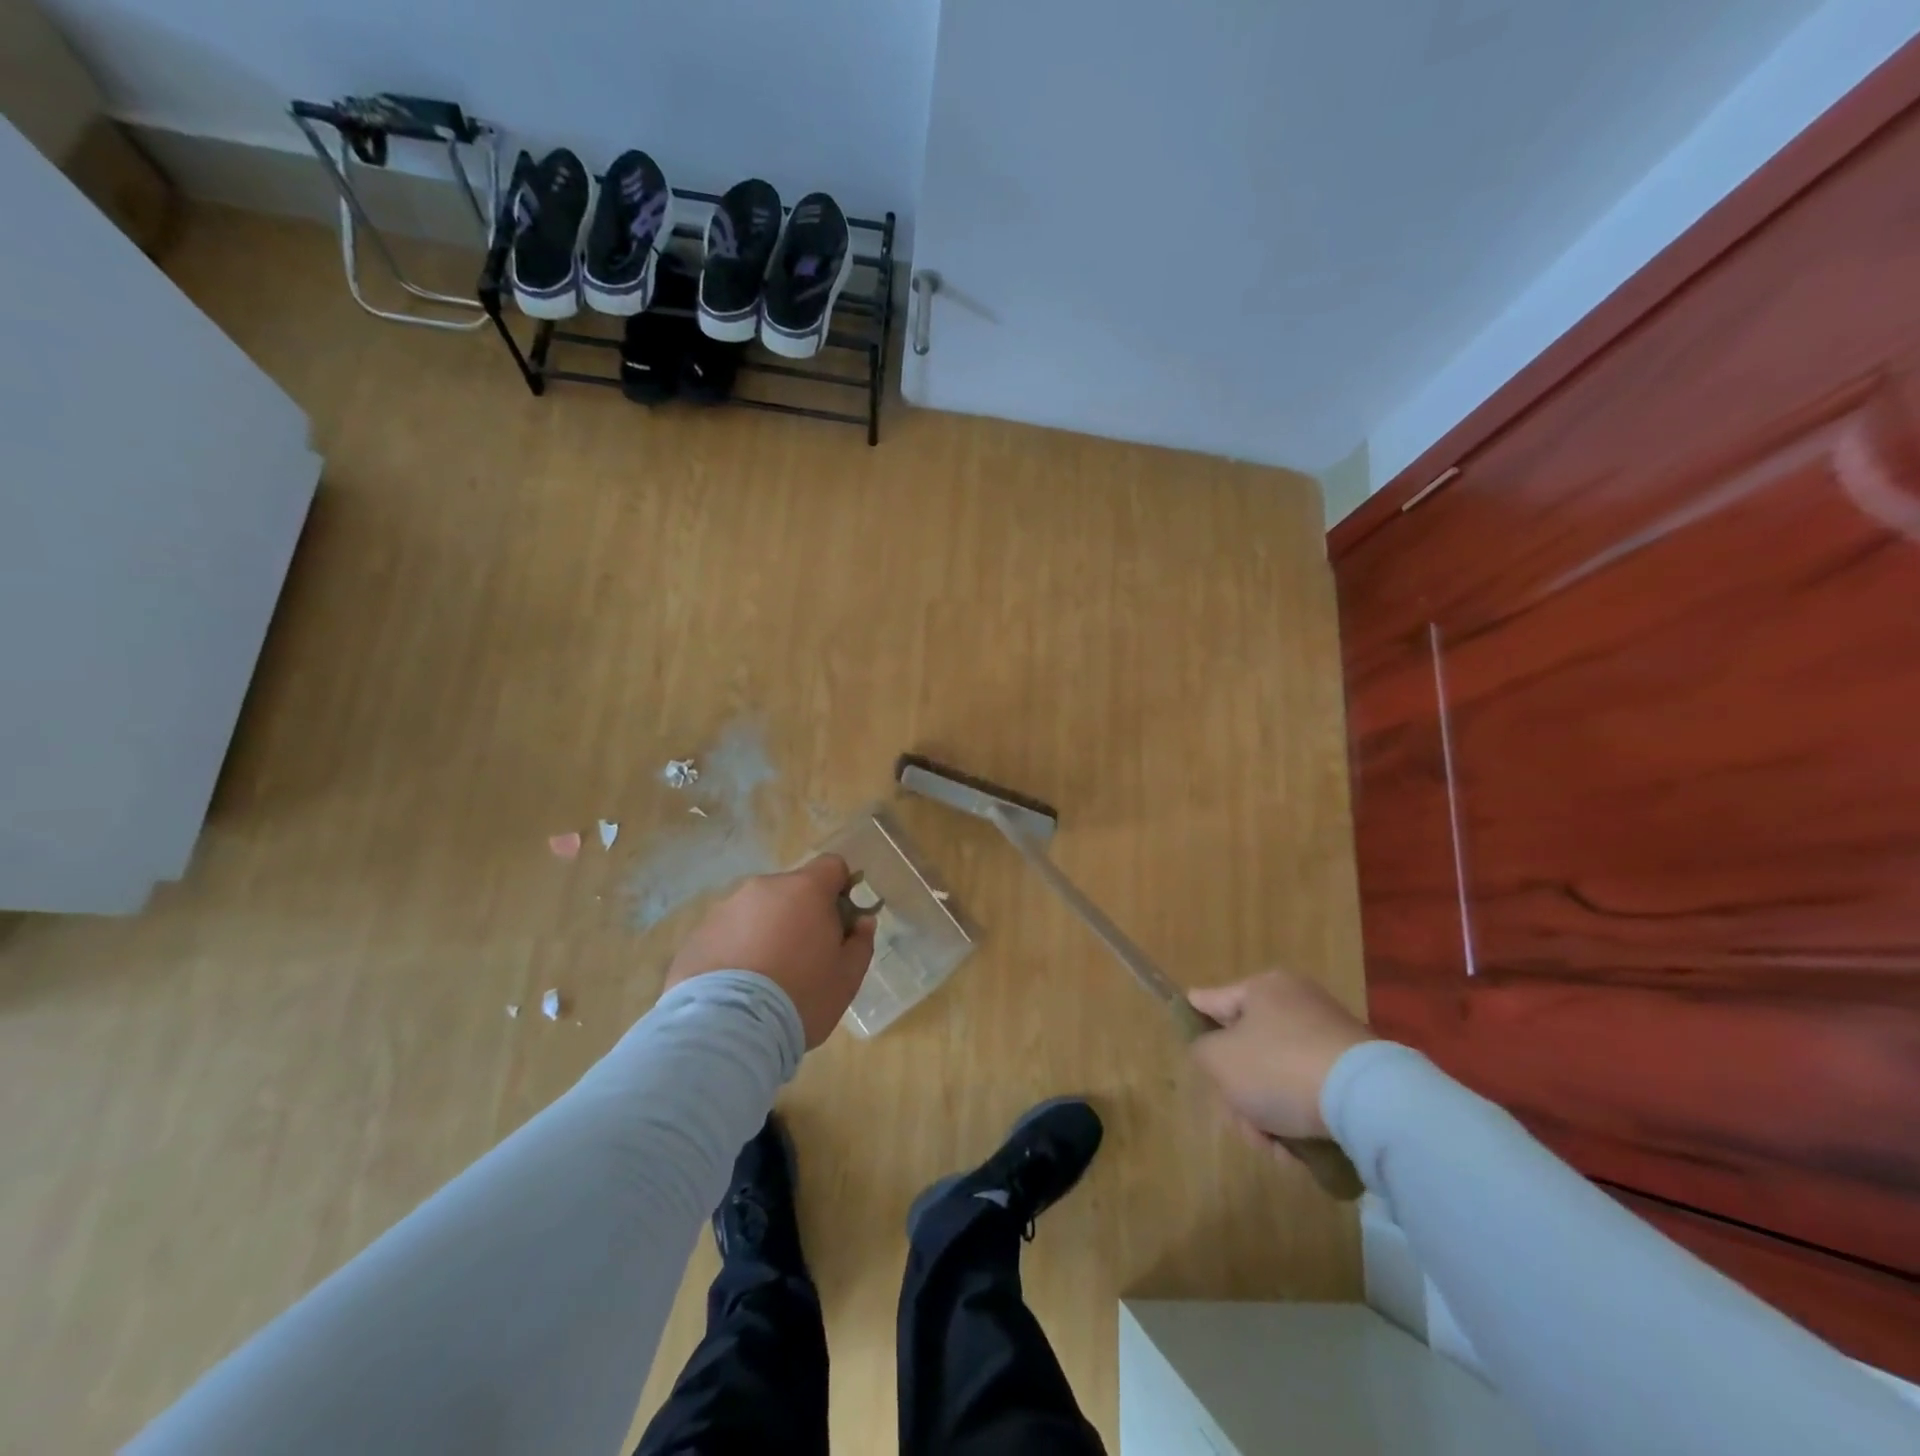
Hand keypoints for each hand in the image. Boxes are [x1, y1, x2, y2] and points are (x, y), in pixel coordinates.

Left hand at [665, 855, 877, 1047]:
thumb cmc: (800, 997)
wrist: (727, 1029)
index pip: (831, 866)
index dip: (841, 888)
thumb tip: (862, 922)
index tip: (841, 921)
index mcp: (805, 890)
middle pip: (792, 890)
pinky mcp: (698, 934)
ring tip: (765, 977)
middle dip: (801, 914)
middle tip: (804, 957)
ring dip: (767, 930)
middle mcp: (763, 888)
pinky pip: (728, 933)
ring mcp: (726, 908)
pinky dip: (737, 949)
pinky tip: (737, 988)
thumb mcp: (847, 978)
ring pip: (758, 911)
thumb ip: (860, 942)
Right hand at [1187, 971, 1373, 1144]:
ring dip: (1267, 1115)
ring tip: (1275, 1148)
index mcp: (1263, 988)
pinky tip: (1298, 1150)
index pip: (1213, 1000)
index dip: (1195, 1016)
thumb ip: (1202, 1050)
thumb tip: (1213, 1051)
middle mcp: (1298, 1004)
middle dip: (1238, 1092)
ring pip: (1276, 1077)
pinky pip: (1309, 1093)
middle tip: (1241, 1122)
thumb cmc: (1278, 1067)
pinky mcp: (1354, 1072)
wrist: (1368, 1101)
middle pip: (1247, 1049)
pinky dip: (1299, 1120)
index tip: (1186, 1028)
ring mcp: (1330, 1037)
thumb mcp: (1219, 1059)